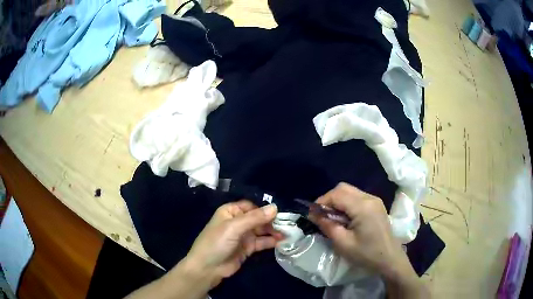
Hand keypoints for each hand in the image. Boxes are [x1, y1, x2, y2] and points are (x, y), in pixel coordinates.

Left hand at [183, 201, 282, 286]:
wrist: (207, 268)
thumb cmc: (217, 243)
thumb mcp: (234, 228)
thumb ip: (255, 218)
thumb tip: (275, 207)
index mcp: (231, 212)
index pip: (251, 206)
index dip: (265, 209)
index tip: (281, 213)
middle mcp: (237, 222)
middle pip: (258, 218)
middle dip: (272, 221)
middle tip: (288, 225)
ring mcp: (243, 236)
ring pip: (261, 230)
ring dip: (273, 231)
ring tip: (288, 233)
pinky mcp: (248, 248)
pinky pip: (261, 242)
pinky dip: (271, 241)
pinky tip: (281, 241)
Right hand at [310, 183, 406, 275]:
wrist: (390, 259)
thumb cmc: (366, 254)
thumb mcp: (343, 243)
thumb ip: (327, 226)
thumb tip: (313, 214)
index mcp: (363, 207)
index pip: (337, 194)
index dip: (322, 201)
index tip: (313, 215)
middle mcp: (370, 198)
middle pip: (343, 188)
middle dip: (329, 199)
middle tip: (322, 216)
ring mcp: (375, 200)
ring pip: (350, 191)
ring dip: (338, 201)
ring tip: (332, 218)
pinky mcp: (376, 205)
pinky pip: (357, 197)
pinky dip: (347, 203)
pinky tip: (345, 218)